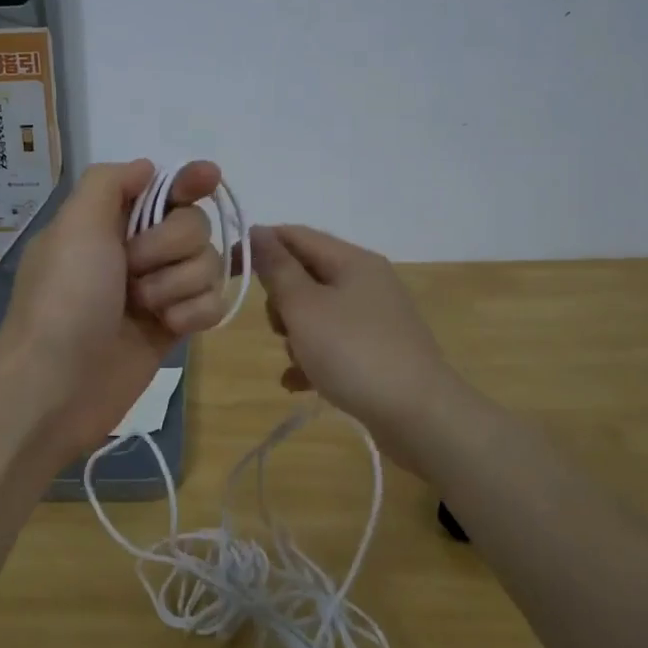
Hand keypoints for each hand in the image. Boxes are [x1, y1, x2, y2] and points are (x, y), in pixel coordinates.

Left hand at [0, 159, 229, 467]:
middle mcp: (136, 250)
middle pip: (194, 225)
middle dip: (170, 246)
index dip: (189, 181)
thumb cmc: (65, 297)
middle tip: (132, 269)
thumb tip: (147, 168)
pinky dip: (194, 313)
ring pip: (208, 264)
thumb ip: (110, 183)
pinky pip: (212, 303)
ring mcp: (157, 289)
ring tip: (143, 308)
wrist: (57, 384)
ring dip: (178, 284)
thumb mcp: (75, 224)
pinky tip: (168, 328)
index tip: (209, 178)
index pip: (163, 188)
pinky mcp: (173, 326)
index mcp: (109, 221)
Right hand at [250, 224, 469, 453]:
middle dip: (281, 300)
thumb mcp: (305, 307)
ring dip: (295, 335)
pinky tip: (297, 384)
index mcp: (353, 260)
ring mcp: (375, 318)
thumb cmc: (354, 353)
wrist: (419, 416)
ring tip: (297, 361)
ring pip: (316, 313)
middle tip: (280, 327)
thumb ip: (278, 269)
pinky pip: (332, 344)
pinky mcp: (378, 352)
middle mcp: (367, 282)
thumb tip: (259, 231)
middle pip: (305, 275)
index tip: (229, 270)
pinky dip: (312, 358)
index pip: (295, 235)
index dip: (259, 246)